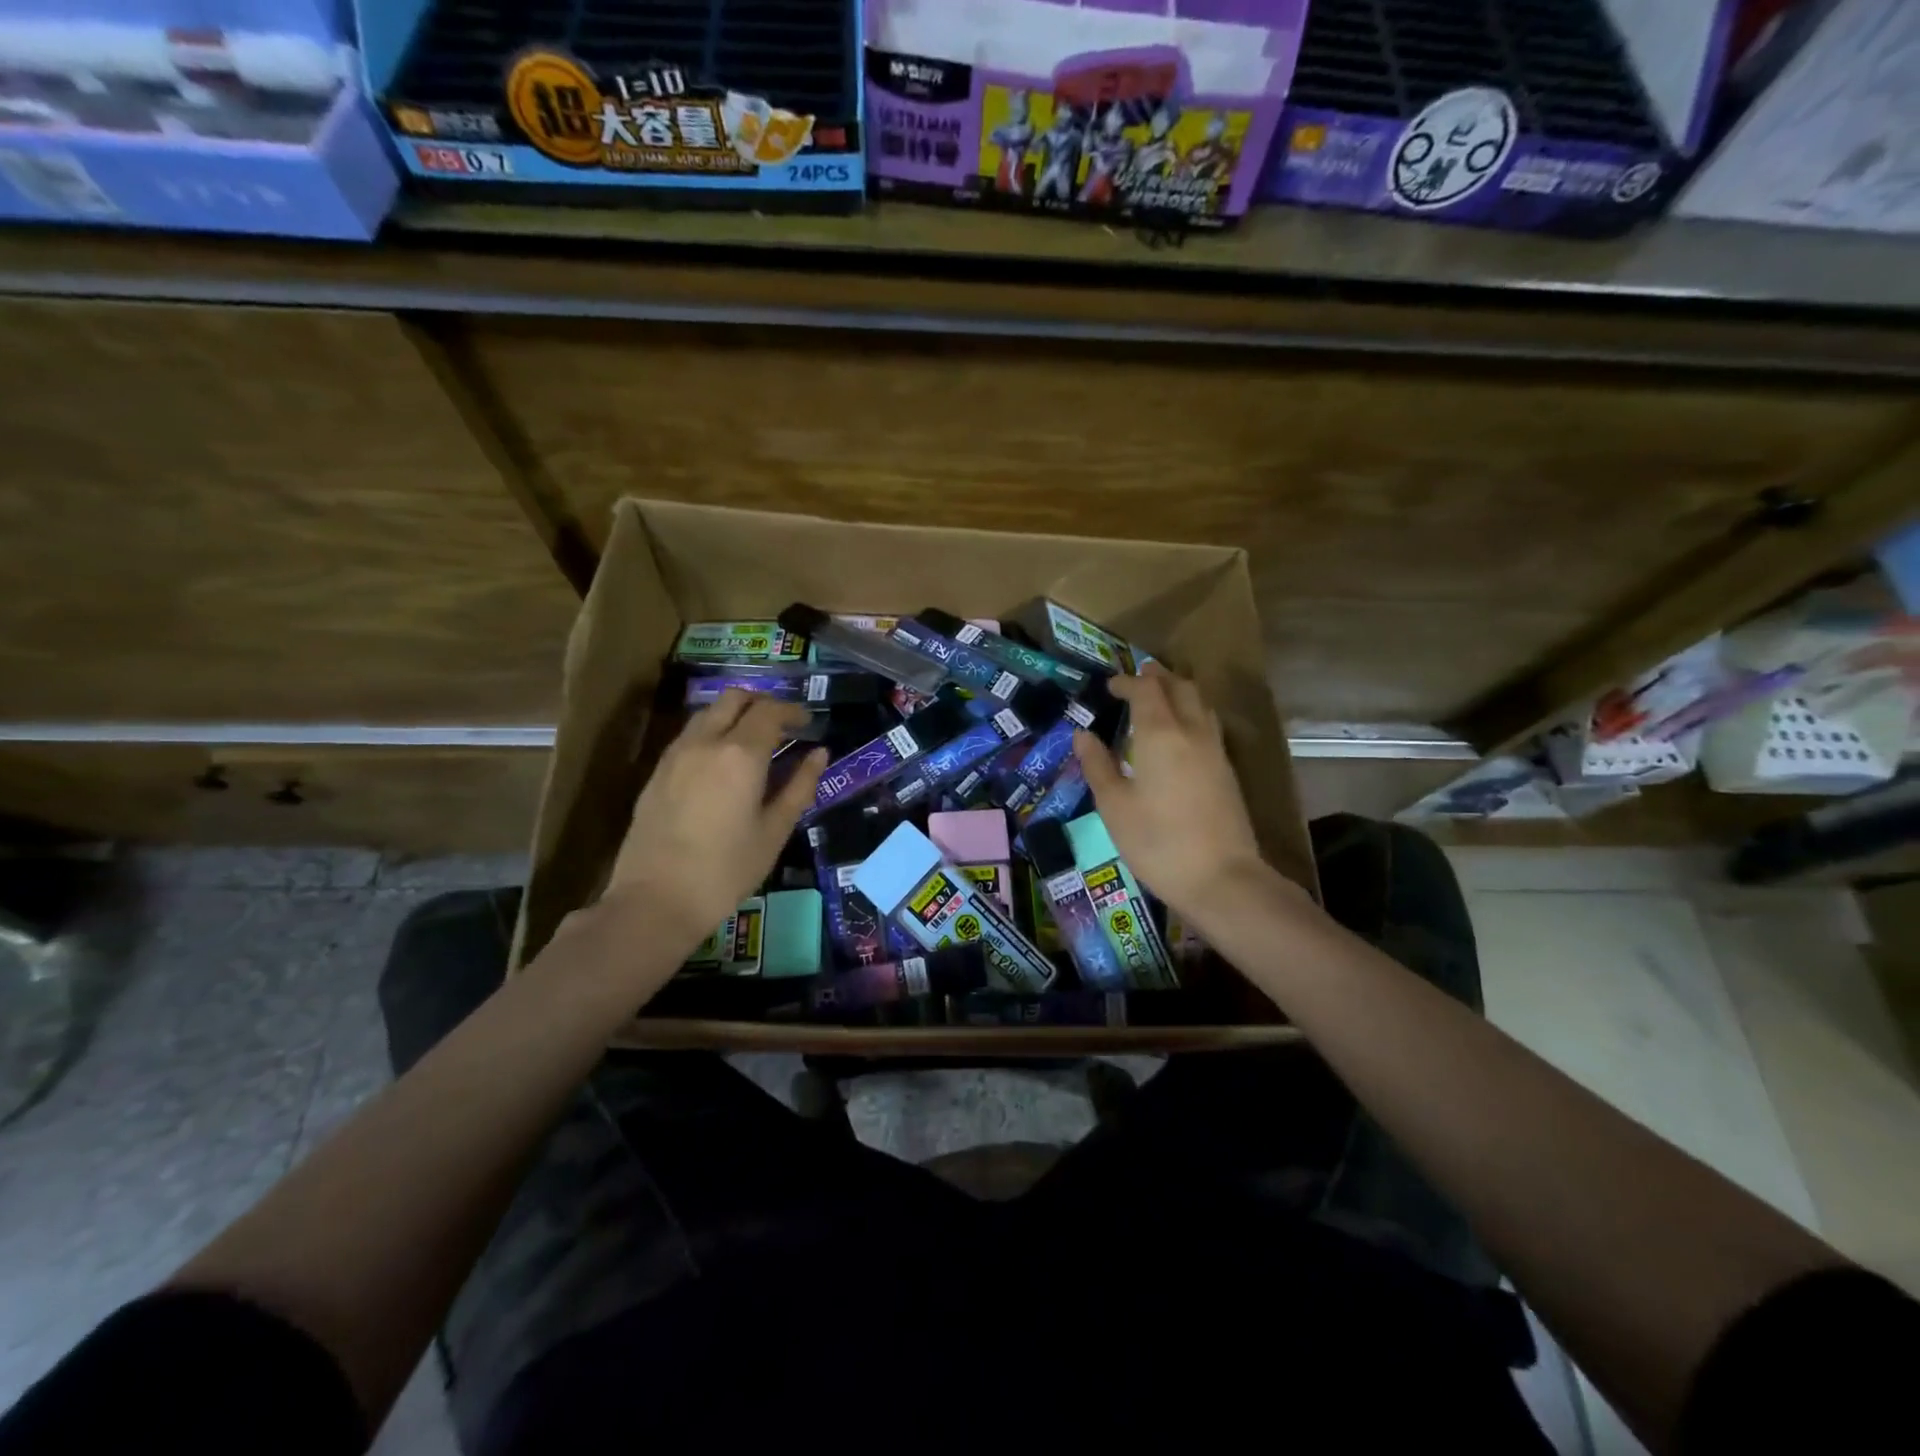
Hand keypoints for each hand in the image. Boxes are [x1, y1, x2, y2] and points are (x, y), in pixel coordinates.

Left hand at [603, 690, 825, 954]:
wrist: (656, 900)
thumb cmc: (726, 870)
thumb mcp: (774, 831)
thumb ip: (800, 786)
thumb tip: (819, 754)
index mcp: (740, 755)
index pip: (770, 711)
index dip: (793, 711)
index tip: (808, 723)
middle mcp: (705, 742)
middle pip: (734, 698)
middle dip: (762, 702)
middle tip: (782, 725)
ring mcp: (676, 754)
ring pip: (708, 712)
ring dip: (734, 714)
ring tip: (753, 741)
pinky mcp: (657, 771)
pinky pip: (690, 734)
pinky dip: (712, 732)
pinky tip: (722, 762)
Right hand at [1074, 664, 1282, 930]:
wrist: (1220, 878)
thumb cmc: (1156, 842)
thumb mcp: (1114, 806)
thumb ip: (1098, 765)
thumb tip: (1082, 734)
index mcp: (1160, 734)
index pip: (1146, 690)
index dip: (1127, 682)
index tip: (1110, 686)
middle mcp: (1192, 732)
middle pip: (1181, 687)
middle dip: (1158, 678)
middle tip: (1137, 679)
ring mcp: (1215, 751)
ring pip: (1201, 704)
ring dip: (1179, 692)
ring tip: (1159, 699)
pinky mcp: (1227, 771)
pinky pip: (1209, 725)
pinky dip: (1192, 714)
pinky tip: (1180, 734)